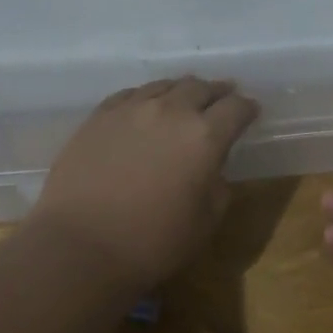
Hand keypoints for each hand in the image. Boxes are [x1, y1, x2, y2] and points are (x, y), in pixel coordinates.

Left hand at [31, 76, 259, 289]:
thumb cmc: (153, 242)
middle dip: (218, 92)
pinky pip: (130, 95)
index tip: (251, 112)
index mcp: (205, 137)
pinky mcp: (98, 117)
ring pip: (164, 86)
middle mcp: (170, 111)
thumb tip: (212, 167)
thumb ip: (218, 184)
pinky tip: (146, 107)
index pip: (236, 108)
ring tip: (186, 99)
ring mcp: (130, 109)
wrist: (81, 246)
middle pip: (201, 88)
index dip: (248, 108)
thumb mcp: (206, 221)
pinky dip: (148, 97)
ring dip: (182, 91)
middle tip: (224, 98)